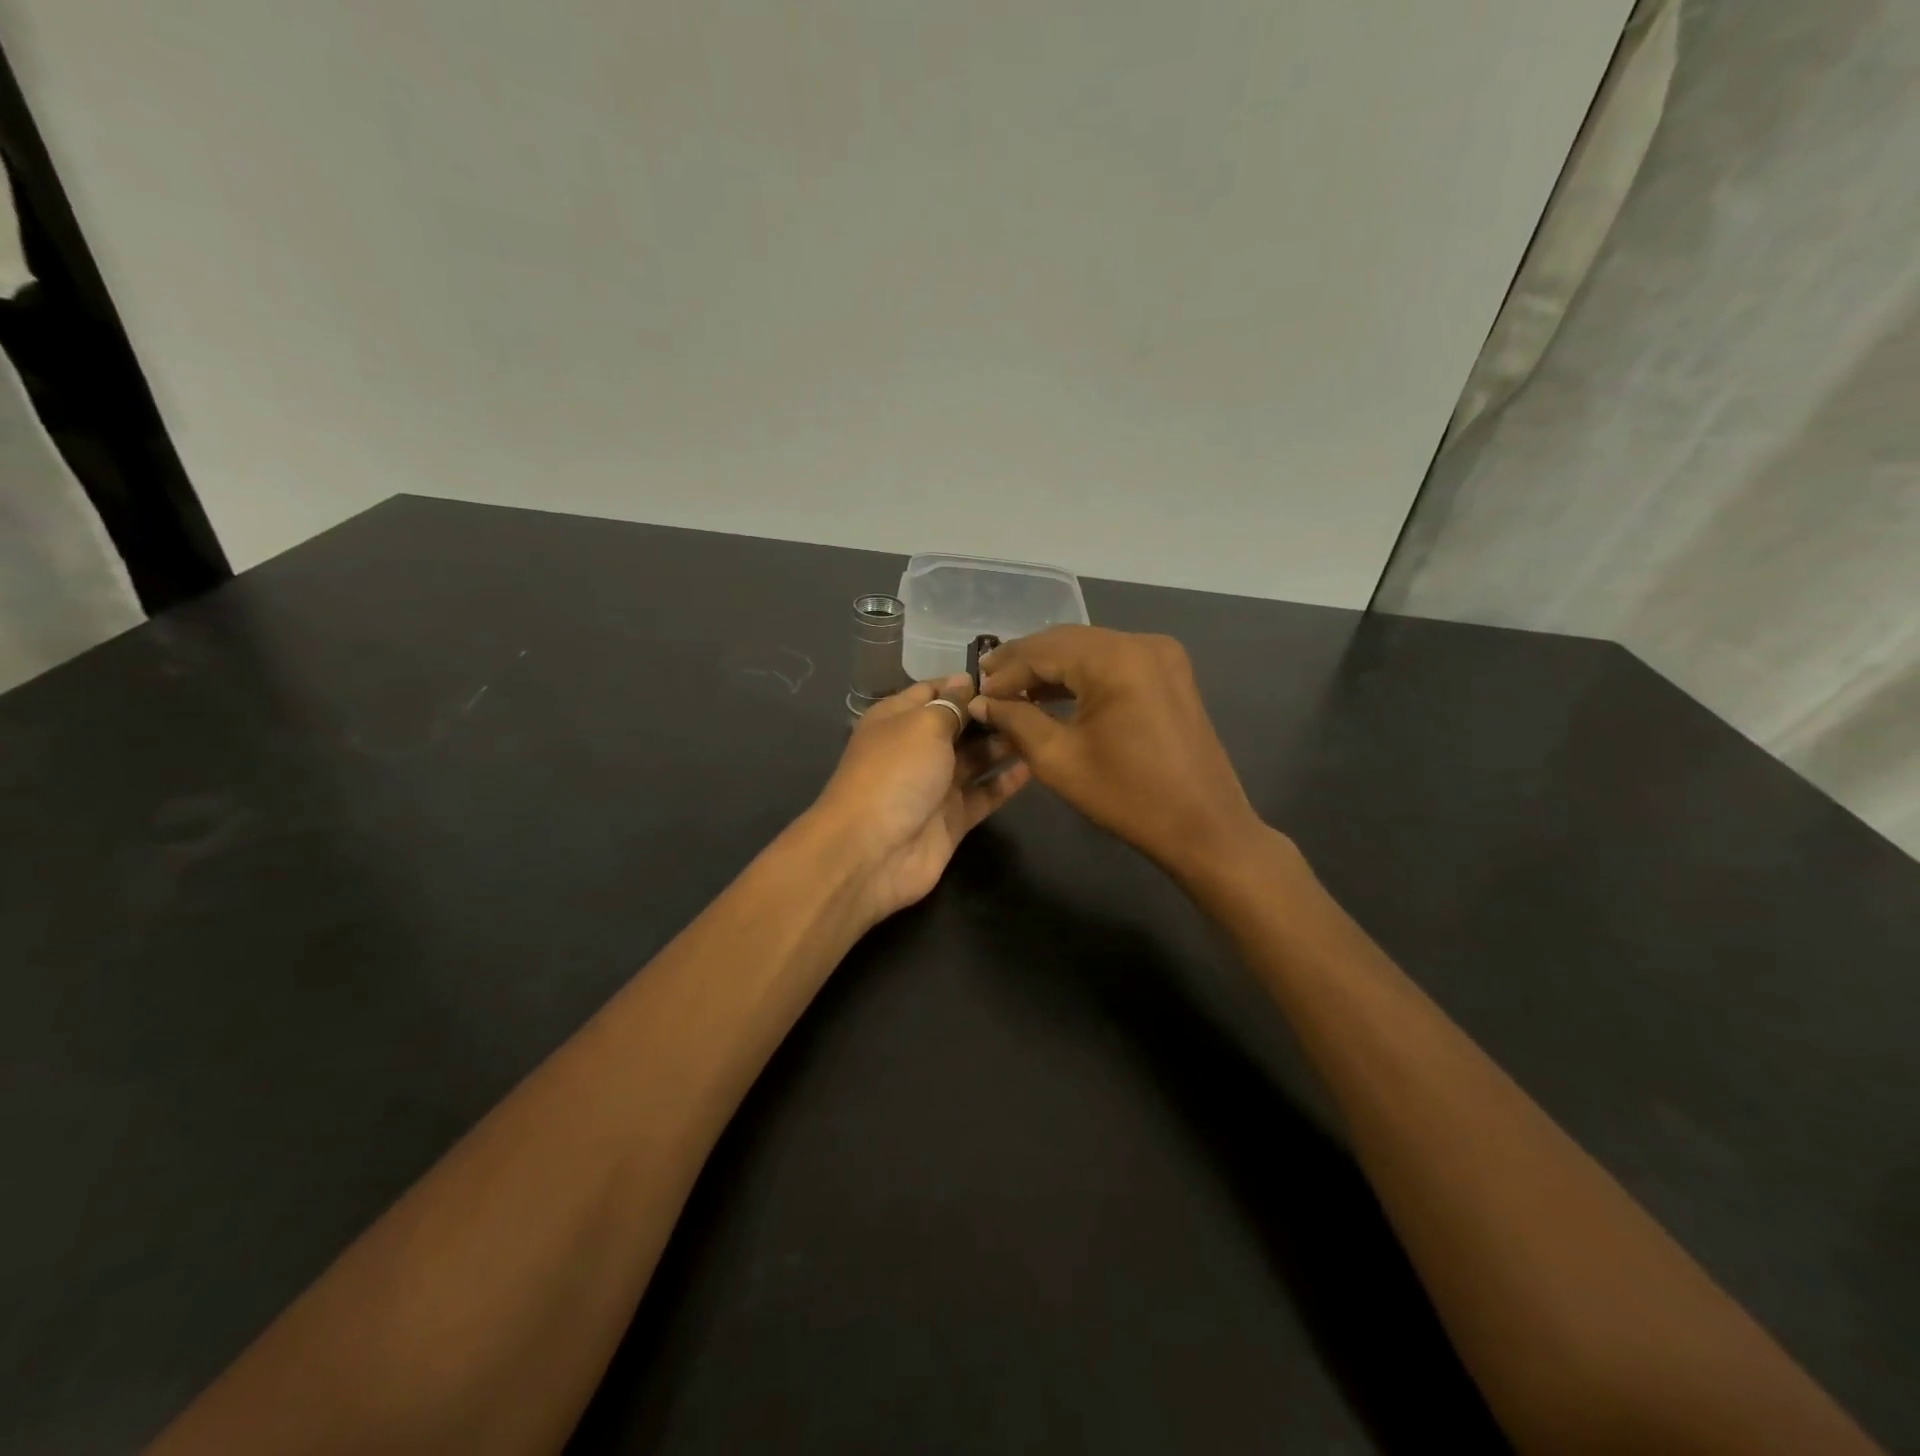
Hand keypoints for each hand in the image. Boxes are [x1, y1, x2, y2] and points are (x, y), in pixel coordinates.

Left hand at [812, 676, 1030, 921]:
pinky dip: (1006, 781)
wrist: (873, 851)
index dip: (965, 684)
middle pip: (959, 725)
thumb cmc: (896, 773)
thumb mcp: (922, 725)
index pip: (933, 691)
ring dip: (1003, 744)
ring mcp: (935, 786)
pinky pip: (984, 794)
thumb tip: (965, 681)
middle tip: (1035, 702)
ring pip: (975, 759)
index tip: (1007, 676)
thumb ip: (950, 704)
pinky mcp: (953, 818)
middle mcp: (916, 749)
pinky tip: (1035, 765)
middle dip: (991, 714)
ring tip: (1040, 728)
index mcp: (897, 720)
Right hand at [967, 627, 1265, 884]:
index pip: (1044, 650)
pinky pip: (1113, 662)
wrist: (1204, 827)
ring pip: (1090, 649)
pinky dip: (1081, 675)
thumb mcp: (1058, 760)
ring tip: (1012, 689)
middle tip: (987, 683)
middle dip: (1025, 662)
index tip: (975, 692)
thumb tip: (981, 702)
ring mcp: (1161, 655)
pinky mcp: (1169, 673)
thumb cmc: (1128, 797)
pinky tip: (1053, 693)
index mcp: (1116, 659)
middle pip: (1067, 641)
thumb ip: (1015, 721)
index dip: (1005, 671)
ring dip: (1051, 668)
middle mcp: (1141, 643)